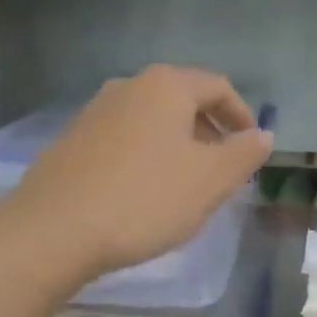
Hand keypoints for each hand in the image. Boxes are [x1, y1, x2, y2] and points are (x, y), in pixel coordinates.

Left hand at [8, 66, 272, 280]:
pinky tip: (144, 191)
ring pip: (152, 120)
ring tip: (187, 183)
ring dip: (178, 144)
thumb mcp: (209, 180)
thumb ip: (243, 154)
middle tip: (224, 168)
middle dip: (210, 130)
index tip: (252, 148)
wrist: (53, 230)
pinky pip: (124, 138)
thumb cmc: (144, 199)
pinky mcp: (72, 140)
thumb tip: (263, 135)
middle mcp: (128, 87)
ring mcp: (95, 112)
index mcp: (166, 86)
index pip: (217, 87)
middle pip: (183, 99)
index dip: (242, 115)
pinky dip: (147, 155)